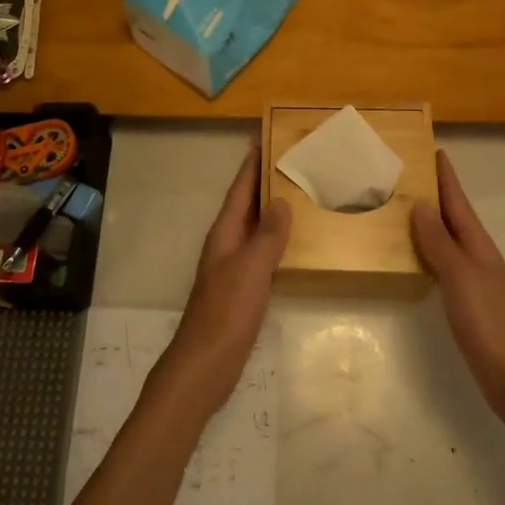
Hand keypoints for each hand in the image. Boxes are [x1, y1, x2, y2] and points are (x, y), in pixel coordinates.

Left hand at [156, 145, 289, 416]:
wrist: (204, 366)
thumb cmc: (226, 312)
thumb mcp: (251, 269)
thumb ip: (268, 235)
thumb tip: (281, 200)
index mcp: (225, 233)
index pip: (240, 189)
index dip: (251, 164)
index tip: (266, 138)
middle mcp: (226, 244)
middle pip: (246, 205)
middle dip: (265, 182)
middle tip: (293, 161)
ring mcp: (232, 268)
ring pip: (254, 228)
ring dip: (272, 210)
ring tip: (300, 194)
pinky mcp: (241, 290)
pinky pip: (261, 253)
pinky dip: (276, 240)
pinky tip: (294, 244)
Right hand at [411, 150, 504, 438]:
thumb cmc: (491, 324)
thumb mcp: (461, 277)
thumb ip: (440, 242)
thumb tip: (421, 205)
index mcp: (478, 246)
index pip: (459, 202)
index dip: (446, 177)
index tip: (434, 150)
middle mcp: (478, 257)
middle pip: (454, 217)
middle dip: (435, 194)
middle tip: (408, 173)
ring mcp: (475, 281)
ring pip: (449, 240)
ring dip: (430, 222)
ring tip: (403, 208)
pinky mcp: (469, 304)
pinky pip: (444, 265)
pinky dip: (429, 252)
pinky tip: (415, 257)